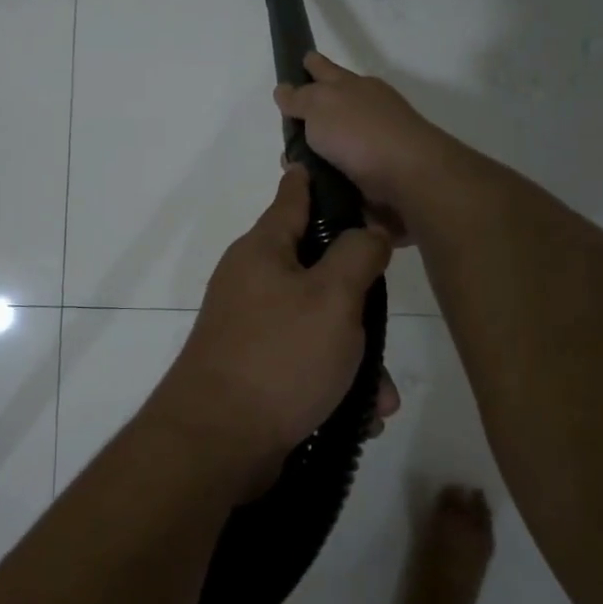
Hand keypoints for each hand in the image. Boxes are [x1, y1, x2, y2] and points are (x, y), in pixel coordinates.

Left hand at [147, 167, 391, 494]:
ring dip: (353, 355)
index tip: (323, 162)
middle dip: (357, 298)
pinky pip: (305, 362)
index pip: (292, 198)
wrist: (217, 441)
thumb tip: (368, 232)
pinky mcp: (253, 368)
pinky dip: (333, 382)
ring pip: (317, 323)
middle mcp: (251, 281)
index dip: (313, 180)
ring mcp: (249, 326)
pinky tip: (359, 417)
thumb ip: (357, 255)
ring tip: (380, 395)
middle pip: (316, 268)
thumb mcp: (332, 297)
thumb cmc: (280, 356)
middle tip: (385, 319)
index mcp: (263, 250)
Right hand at [274, 54, 454, 230]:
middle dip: (311, 113)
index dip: (312, 65)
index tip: (303, 60)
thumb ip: (300, 98)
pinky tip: (310, 185)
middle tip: (288, 126)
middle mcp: (365, 111)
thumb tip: (284, 89)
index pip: (326, 69)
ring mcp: (373, 143)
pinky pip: (341, 172)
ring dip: (314, 152)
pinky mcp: (376, 175)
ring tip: (291, 165)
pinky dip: (326, 176)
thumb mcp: (320, 105)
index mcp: (353, 87)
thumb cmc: (360, 133)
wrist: (408, 176)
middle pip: (331, 107)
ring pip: (334, 143)